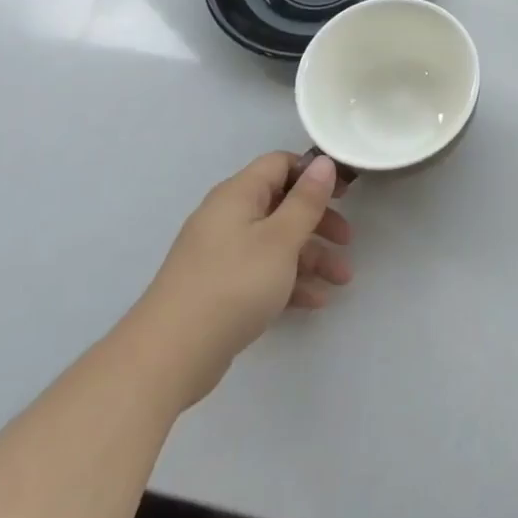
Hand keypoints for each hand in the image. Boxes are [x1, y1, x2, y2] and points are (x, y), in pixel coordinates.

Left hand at [133, 152, 352, 402]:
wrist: (170, 355)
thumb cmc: (233, 284)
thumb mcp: (280, 239)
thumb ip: (306, 201)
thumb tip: (323, 162)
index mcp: (238, 195)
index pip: (280, 164)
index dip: (313, 173)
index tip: (345, 192)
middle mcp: (227, 217)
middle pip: (282, 205)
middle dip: (318, 222)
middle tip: (347, 240)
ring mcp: (222, 254)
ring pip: (276, 243)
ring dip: (311, 257)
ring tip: (342, 281)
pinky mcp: (220, 287)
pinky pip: (263, 272)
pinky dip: (289, 281)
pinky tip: (315, 302)